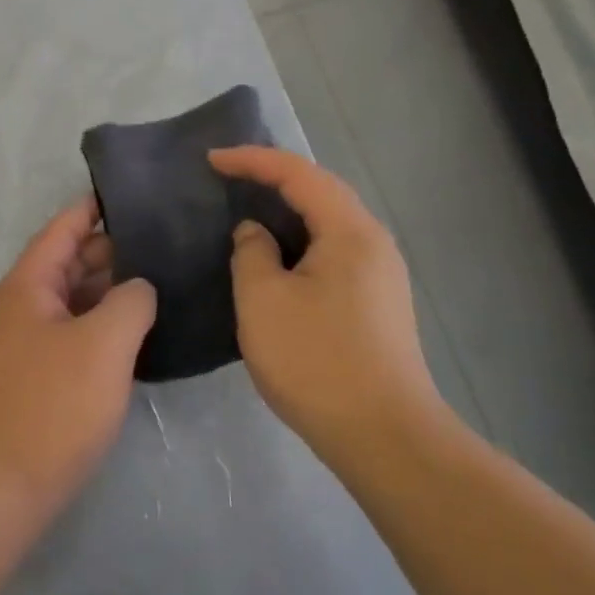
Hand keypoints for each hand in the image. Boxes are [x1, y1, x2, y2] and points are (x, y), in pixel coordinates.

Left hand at [0, 197, 156, 533]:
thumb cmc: (50, 406)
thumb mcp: (102, 344)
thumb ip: (130, 302)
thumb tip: (139, 286)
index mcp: (28, 285)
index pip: (63, 228)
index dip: (95, 207)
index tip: (134, 191)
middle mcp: (22, 307)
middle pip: (69, 263)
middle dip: (114, 249)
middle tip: (168, 239)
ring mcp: (26, 345)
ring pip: (74, 302)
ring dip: (111, 291)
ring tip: (165, 278)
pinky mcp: (37, 380)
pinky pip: (74, 336)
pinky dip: (104, 327)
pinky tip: (141, 332)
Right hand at [208, 146, 453, 461]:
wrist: (382, 435)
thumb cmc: (316, 360)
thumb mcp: (263, 300)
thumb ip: (252, 253)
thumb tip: (256, 233)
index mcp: (349, 232)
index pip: (300, 174)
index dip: (253, 160)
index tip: (211, 160)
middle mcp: (373, 244)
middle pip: (321, 193)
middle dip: (272, 179)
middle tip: (227, 179)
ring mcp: (380, 276)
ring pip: (327, 225)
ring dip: (286, 212)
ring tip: (245, 212)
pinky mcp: (375, 304)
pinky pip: (331, 253)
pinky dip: (298, 243)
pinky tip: (273, 261)